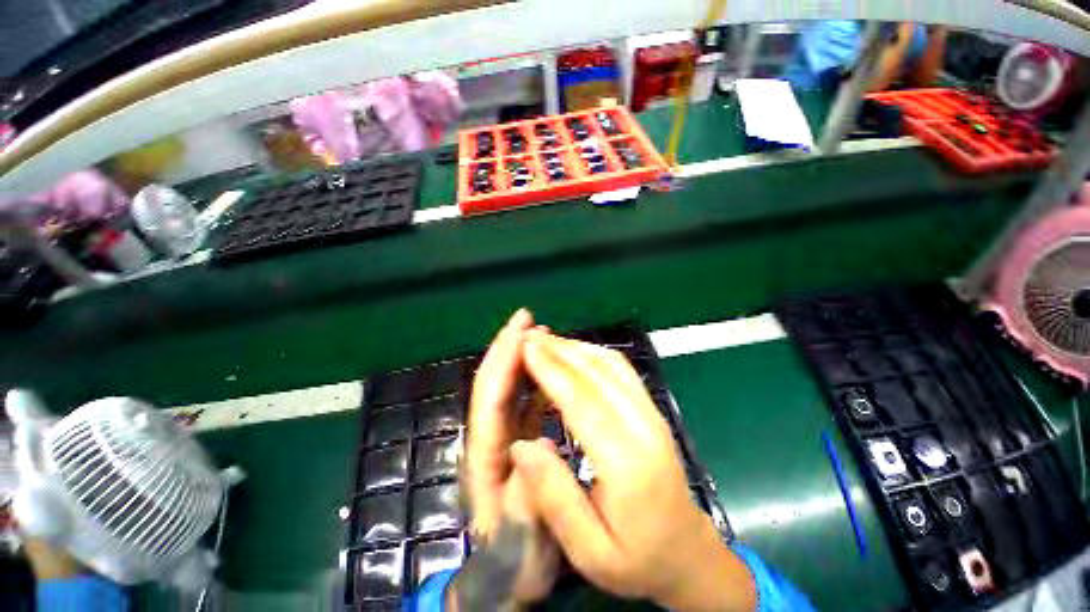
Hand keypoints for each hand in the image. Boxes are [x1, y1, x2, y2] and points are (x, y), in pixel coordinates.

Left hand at [455, 310, 559, 607]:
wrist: (510, 580)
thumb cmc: (516, 559)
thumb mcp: (525, 536)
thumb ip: (528, 493)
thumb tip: (537, 442)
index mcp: (486, 454)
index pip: (492, 395)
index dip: (504, 358)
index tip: (521, 328)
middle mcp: (489, 438)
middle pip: (495, 384)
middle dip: (509, 348)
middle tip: (529, 321)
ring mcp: (502, 439)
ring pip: (509, 391)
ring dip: (522, 361)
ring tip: (540, 339)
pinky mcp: (515, 443)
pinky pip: (523, 405)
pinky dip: (533, 383)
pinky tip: (547, 374)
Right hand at [511, 330, 756, 610]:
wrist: (688, 554)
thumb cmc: (635, 560)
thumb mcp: (589, 551)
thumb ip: (554, 497)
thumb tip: (520, 446)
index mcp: (627, 463)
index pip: (583, 401)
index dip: (551, 370)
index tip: (525, 347)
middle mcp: (644, 426)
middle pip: (597, 373)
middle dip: (559, 351)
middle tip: (527, 337)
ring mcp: (651, 413)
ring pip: (611, 364)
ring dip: (575, 347)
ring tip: (544, 342)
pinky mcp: (651, 408)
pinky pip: (621, 369)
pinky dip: (593, 353)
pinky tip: (573, 352)